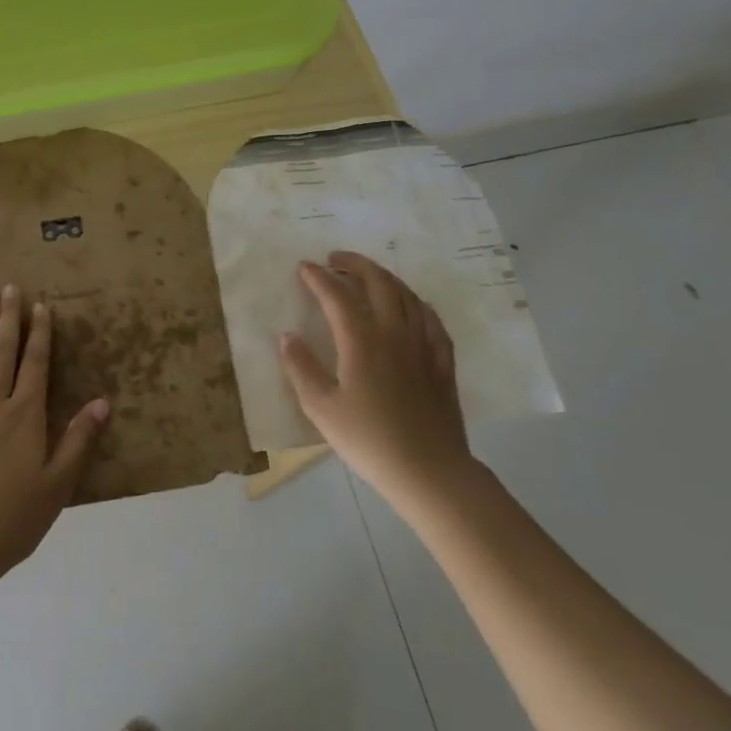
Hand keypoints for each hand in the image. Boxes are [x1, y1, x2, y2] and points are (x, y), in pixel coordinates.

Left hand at [0, 285, 108, 590]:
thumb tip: (103, 401)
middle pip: (2, 353)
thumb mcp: (58, 484)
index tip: (41, 305)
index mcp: (25, 416)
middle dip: (8, 319)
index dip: (39, 333)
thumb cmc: (13, 519)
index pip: (34, 364)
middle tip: (8, 288)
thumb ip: (79, 440)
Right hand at [279, 252, 475, 507]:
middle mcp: (394, 333)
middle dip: (355, 264)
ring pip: (406, 295)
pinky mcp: (442, 362)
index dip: (319, 277)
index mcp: (362, 341)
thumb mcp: (321, 408)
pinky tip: (410, 305)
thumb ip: (301, 368)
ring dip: (384, 277)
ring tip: (367, 275)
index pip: (337, 296)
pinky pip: (431, 318)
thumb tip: (287, 336)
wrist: (430, 472)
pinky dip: (415, 302)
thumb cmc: (369, 441)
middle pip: (378, 283)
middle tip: (335, 259)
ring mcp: (423, 345)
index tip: (304, 267)